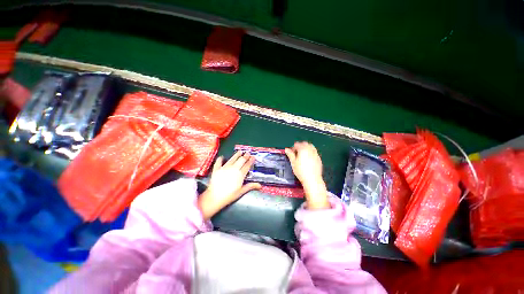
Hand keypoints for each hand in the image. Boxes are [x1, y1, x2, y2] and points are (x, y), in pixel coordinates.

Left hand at [198, 151, 260, 219]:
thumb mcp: (241, 191)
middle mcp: (233, 169)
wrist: (215, 197)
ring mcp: (224, 168)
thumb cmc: (229, 195)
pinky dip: (220, 159)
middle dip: (245, 156)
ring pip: (232, 159)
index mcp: (240, 174)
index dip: (251, 160)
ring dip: (236, 155)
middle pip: (241, 160)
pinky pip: (219, 162)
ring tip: (240, 151)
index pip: (247, 165)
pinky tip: (222, 157)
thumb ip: (250, 186)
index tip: (253, 157)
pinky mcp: (217, 169)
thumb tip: (260, 185)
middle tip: (248, 153)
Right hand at [285, 142, 329, 209]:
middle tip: (296, 153)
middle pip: (305, 144)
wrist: (312, 179)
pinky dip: (310, 152)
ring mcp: (315, 153)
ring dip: (306, 148)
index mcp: (303, 149)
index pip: (297, 144)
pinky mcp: (319, 158)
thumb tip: (286, 149)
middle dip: (300, 146)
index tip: (291, 153)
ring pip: (311, 146)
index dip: (293, 148)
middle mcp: (310, 149)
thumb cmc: (301, 171)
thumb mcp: (293, 163)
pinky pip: (314, 151)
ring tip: (302, 155)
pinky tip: (308, 159)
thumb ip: (290, 154)